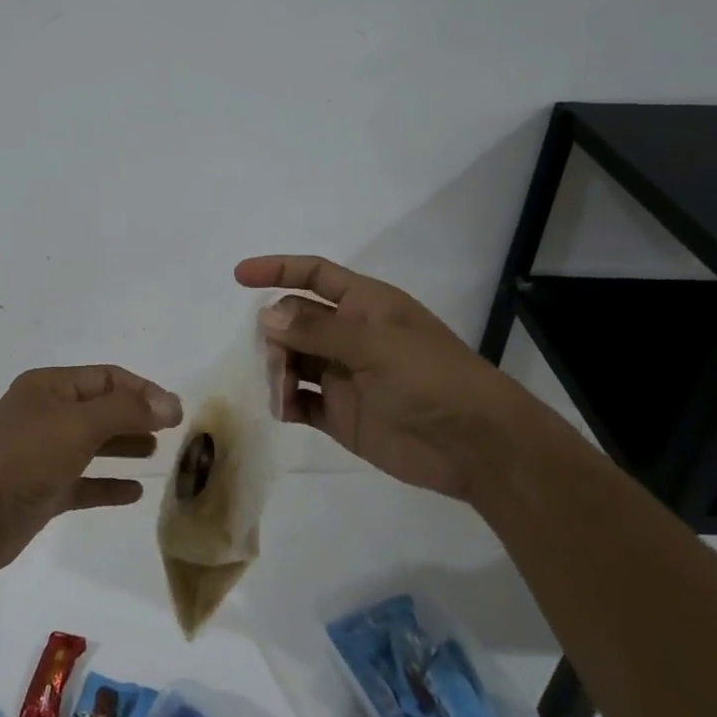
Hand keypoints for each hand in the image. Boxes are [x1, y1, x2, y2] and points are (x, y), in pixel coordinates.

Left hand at [0, 365, 182, 582]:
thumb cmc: (23, 459)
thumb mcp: (77, 426)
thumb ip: (126, 412)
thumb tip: (170, 404)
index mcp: (49, 387)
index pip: (106, 378)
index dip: (142, 391)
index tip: (176, 413)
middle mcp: (46, 414)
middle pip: (101, 408)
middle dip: (136, 416)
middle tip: (174, 433)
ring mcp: (43, 454)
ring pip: (93, 444)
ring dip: (125, 446)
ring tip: (159, 454)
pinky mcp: (42, 491)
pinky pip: (84, 482)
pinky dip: (108, 484)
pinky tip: (135, 492)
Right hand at [236, 255, 530, 499]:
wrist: (476, 446)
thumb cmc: (432, 378)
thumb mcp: (375, 345)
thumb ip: (318, 331)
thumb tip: (266, 317)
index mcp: (365, 306)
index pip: (314, 275)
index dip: (278, 270)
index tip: (239, 276)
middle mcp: (350, 336)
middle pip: (295, 321)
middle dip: (275, 331)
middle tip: (270, 354)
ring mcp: (344, 376)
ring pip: (292, 360)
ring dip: (275, 367)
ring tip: (275, 386)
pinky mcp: (341, 414)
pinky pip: (300, 401)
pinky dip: (283, 402)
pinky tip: (279, 408)